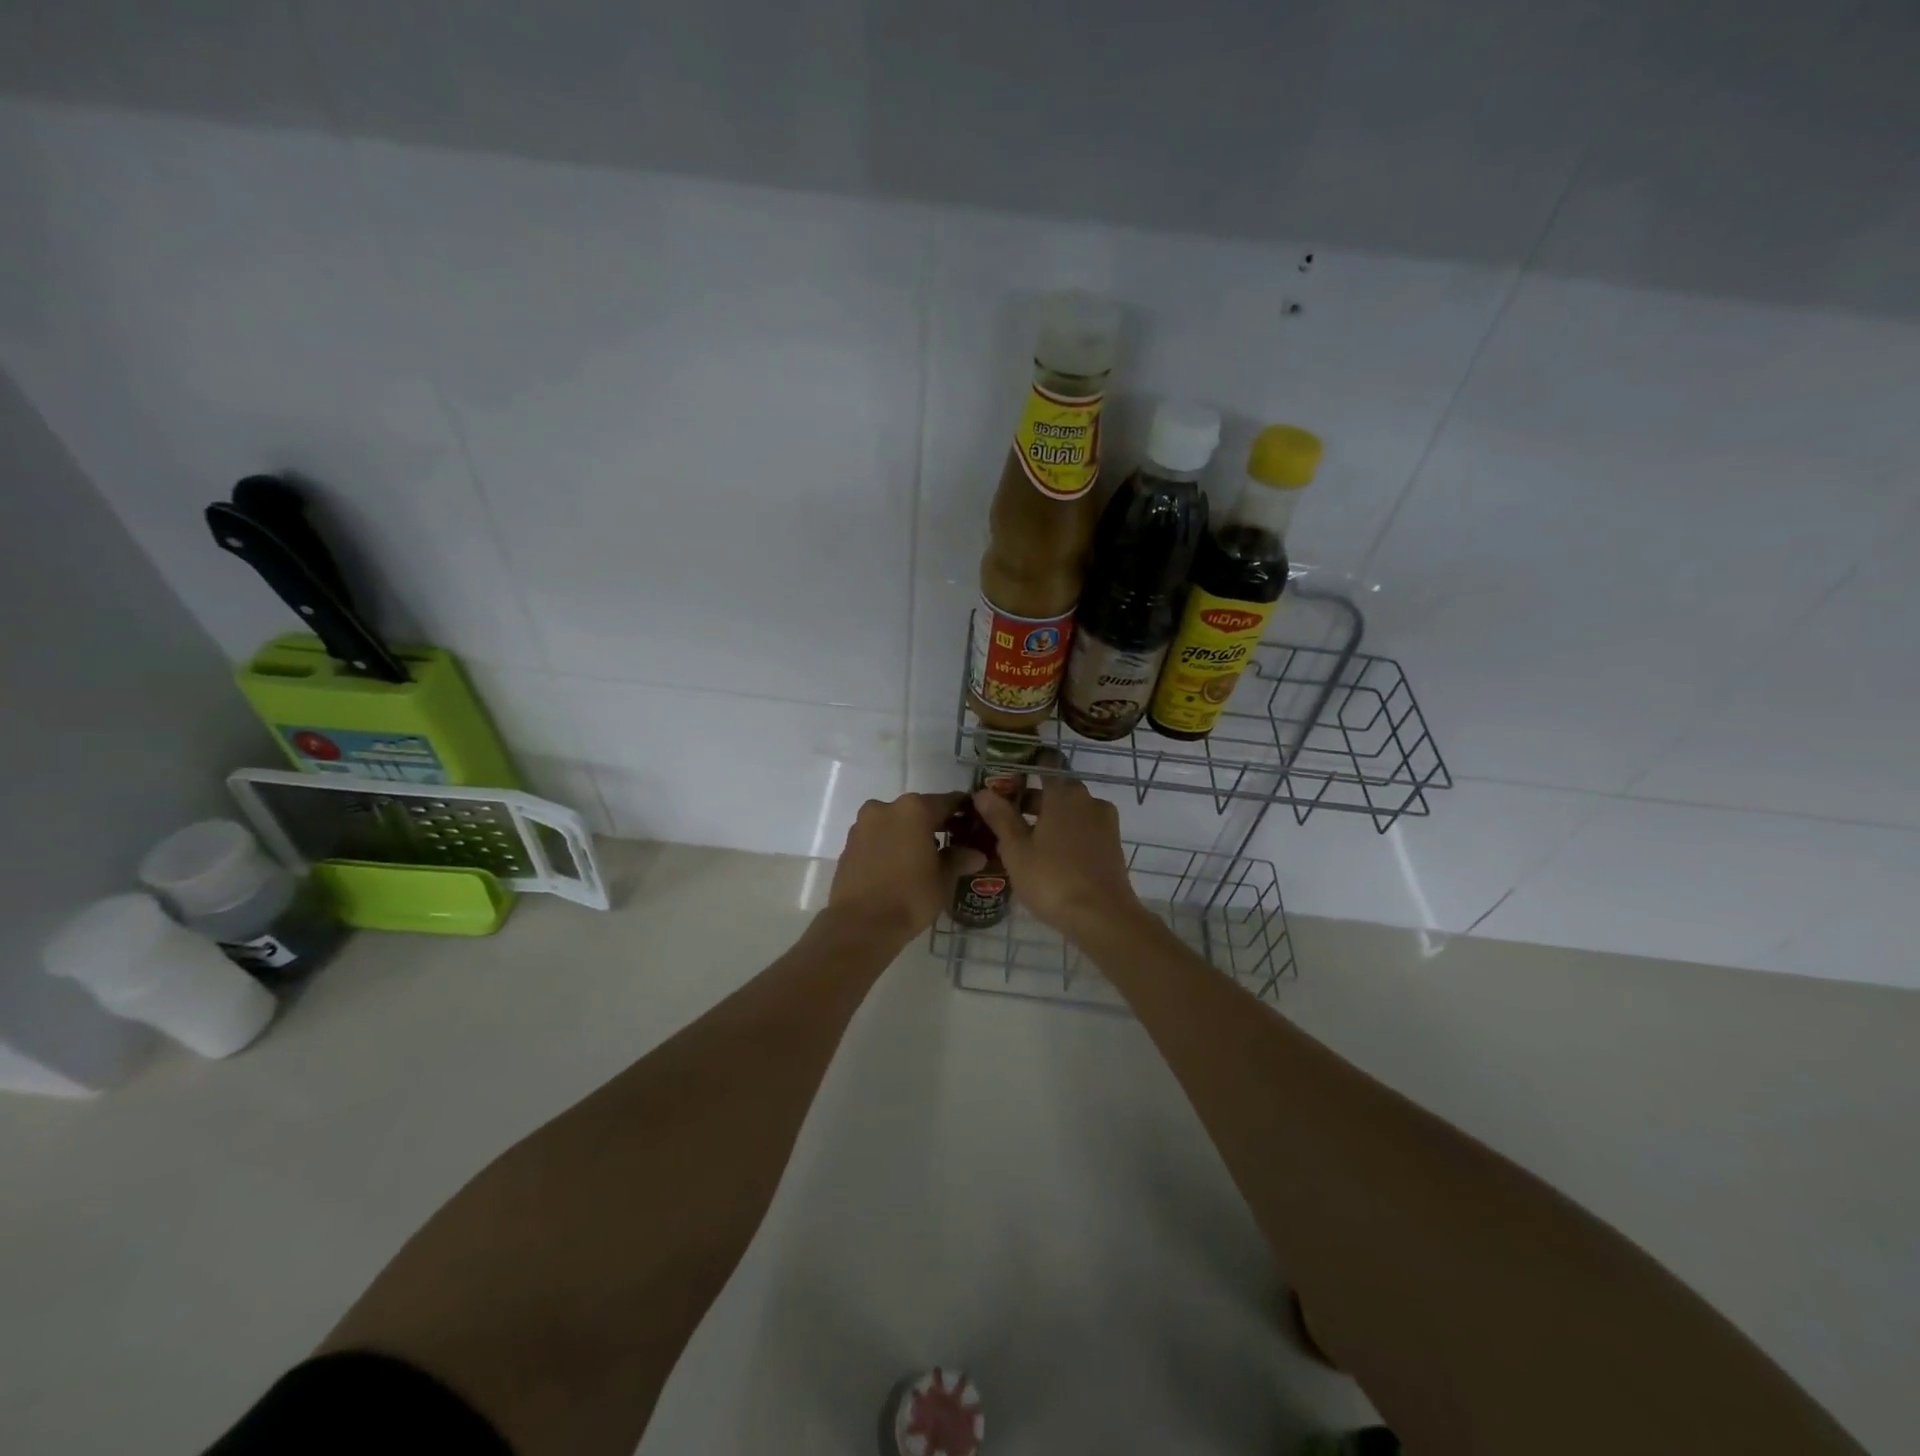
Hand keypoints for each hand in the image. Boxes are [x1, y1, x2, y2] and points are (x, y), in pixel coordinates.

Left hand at [828, 793, 984, 939]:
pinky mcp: (848, 844)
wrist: (859, 924)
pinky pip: (877, 838)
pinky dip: (890, 845)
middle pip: (918, 810)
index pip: (947, 802)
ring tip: (923, 859)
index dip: (963, 811)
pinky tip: (899, 867)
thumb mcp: (943, 879)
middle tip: (951, 844)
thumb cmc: (910, 897)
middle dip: (934, 824)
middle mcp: (886, 808)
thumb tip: (976, 854)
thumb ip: (959, 860)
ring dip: (909, 834)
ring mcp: (863, 824)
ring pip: (895, 823)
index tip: (973, 821)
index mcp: (914, 809)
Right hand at [973, 776, 1140, 932]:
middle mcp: (1089, 800)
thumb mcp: (1016, 850)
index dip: (1027, 770)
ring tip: (1026, 842)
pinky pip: (1085, 830)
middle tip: (1008, 819)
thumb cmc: (1052, 879)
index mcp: (1064, 794)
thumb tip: (982, 791)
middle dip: (1034, 801)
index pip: (1046, 766)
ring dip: (1051, 820)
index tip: (1008, 783)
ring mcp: (1106, 823)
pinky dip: (1068, 835)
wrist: (1103, 918)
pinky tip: (1051, 857)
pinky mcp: (1113, 846)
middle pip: (1058, 790)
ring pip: (1073, 812)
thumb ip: (1000, 817)